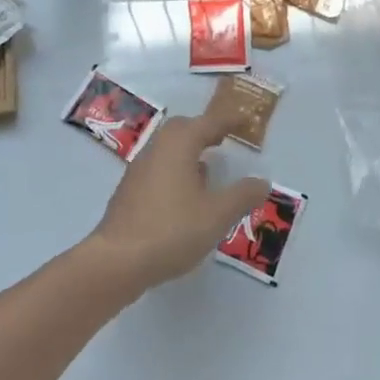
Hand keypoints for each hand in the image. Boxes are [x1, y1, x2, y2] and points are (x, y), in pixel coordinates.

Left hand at [86, 112, 269, 296]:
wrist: (117, 260)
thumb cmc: (172, 230)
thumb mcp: (217, 215)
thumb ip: (242, 196)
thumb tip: (262, 182)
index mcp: (179, 145)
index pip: (208, 123)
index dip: (228, 120)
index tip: (244, 119)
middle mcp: (156, 149)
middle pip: (181, 129)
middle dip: (203, 130)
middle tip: (222, 139)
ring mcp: (138, 170)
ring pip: (166, 149)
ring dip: (187, 151)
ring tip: (207, 168)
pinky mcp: (129, 192)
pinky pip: (157, 168)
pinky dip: (175, 170)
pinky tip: (184, 195)